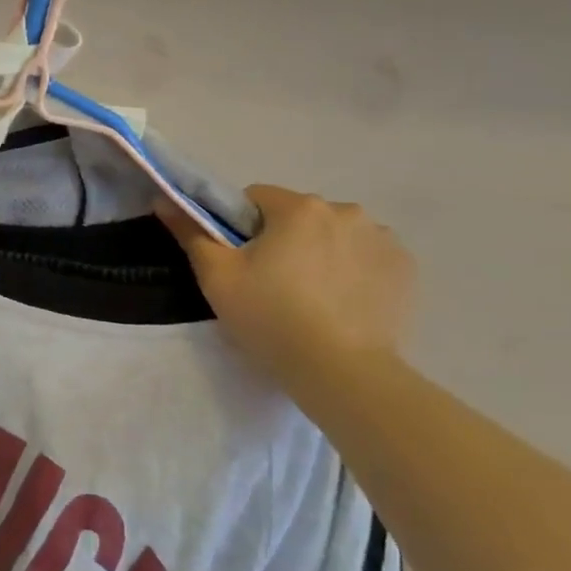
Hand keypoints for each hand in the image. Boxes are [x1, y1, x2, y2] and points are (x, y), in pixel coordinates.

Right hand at [159, 185, 414, 378]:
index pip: (257, 198)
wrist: (342, 372)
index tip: (241, 263)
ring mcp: (382, 239)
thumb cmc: (271, 318)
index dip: (240, 228)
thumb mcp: (217, 277)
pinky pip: (367, 258)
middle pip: (299, 216)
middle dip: (283, 240)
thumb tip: (164, 200)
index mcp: (299, 207)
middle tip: (271, 286)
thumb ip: (191, 233)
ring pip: (334, 235)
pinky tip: (341, 305)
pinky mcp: (406, 269)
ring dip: (320, 253)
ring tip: (310, 299)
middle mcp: (346, 210)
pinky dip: (352, 272)